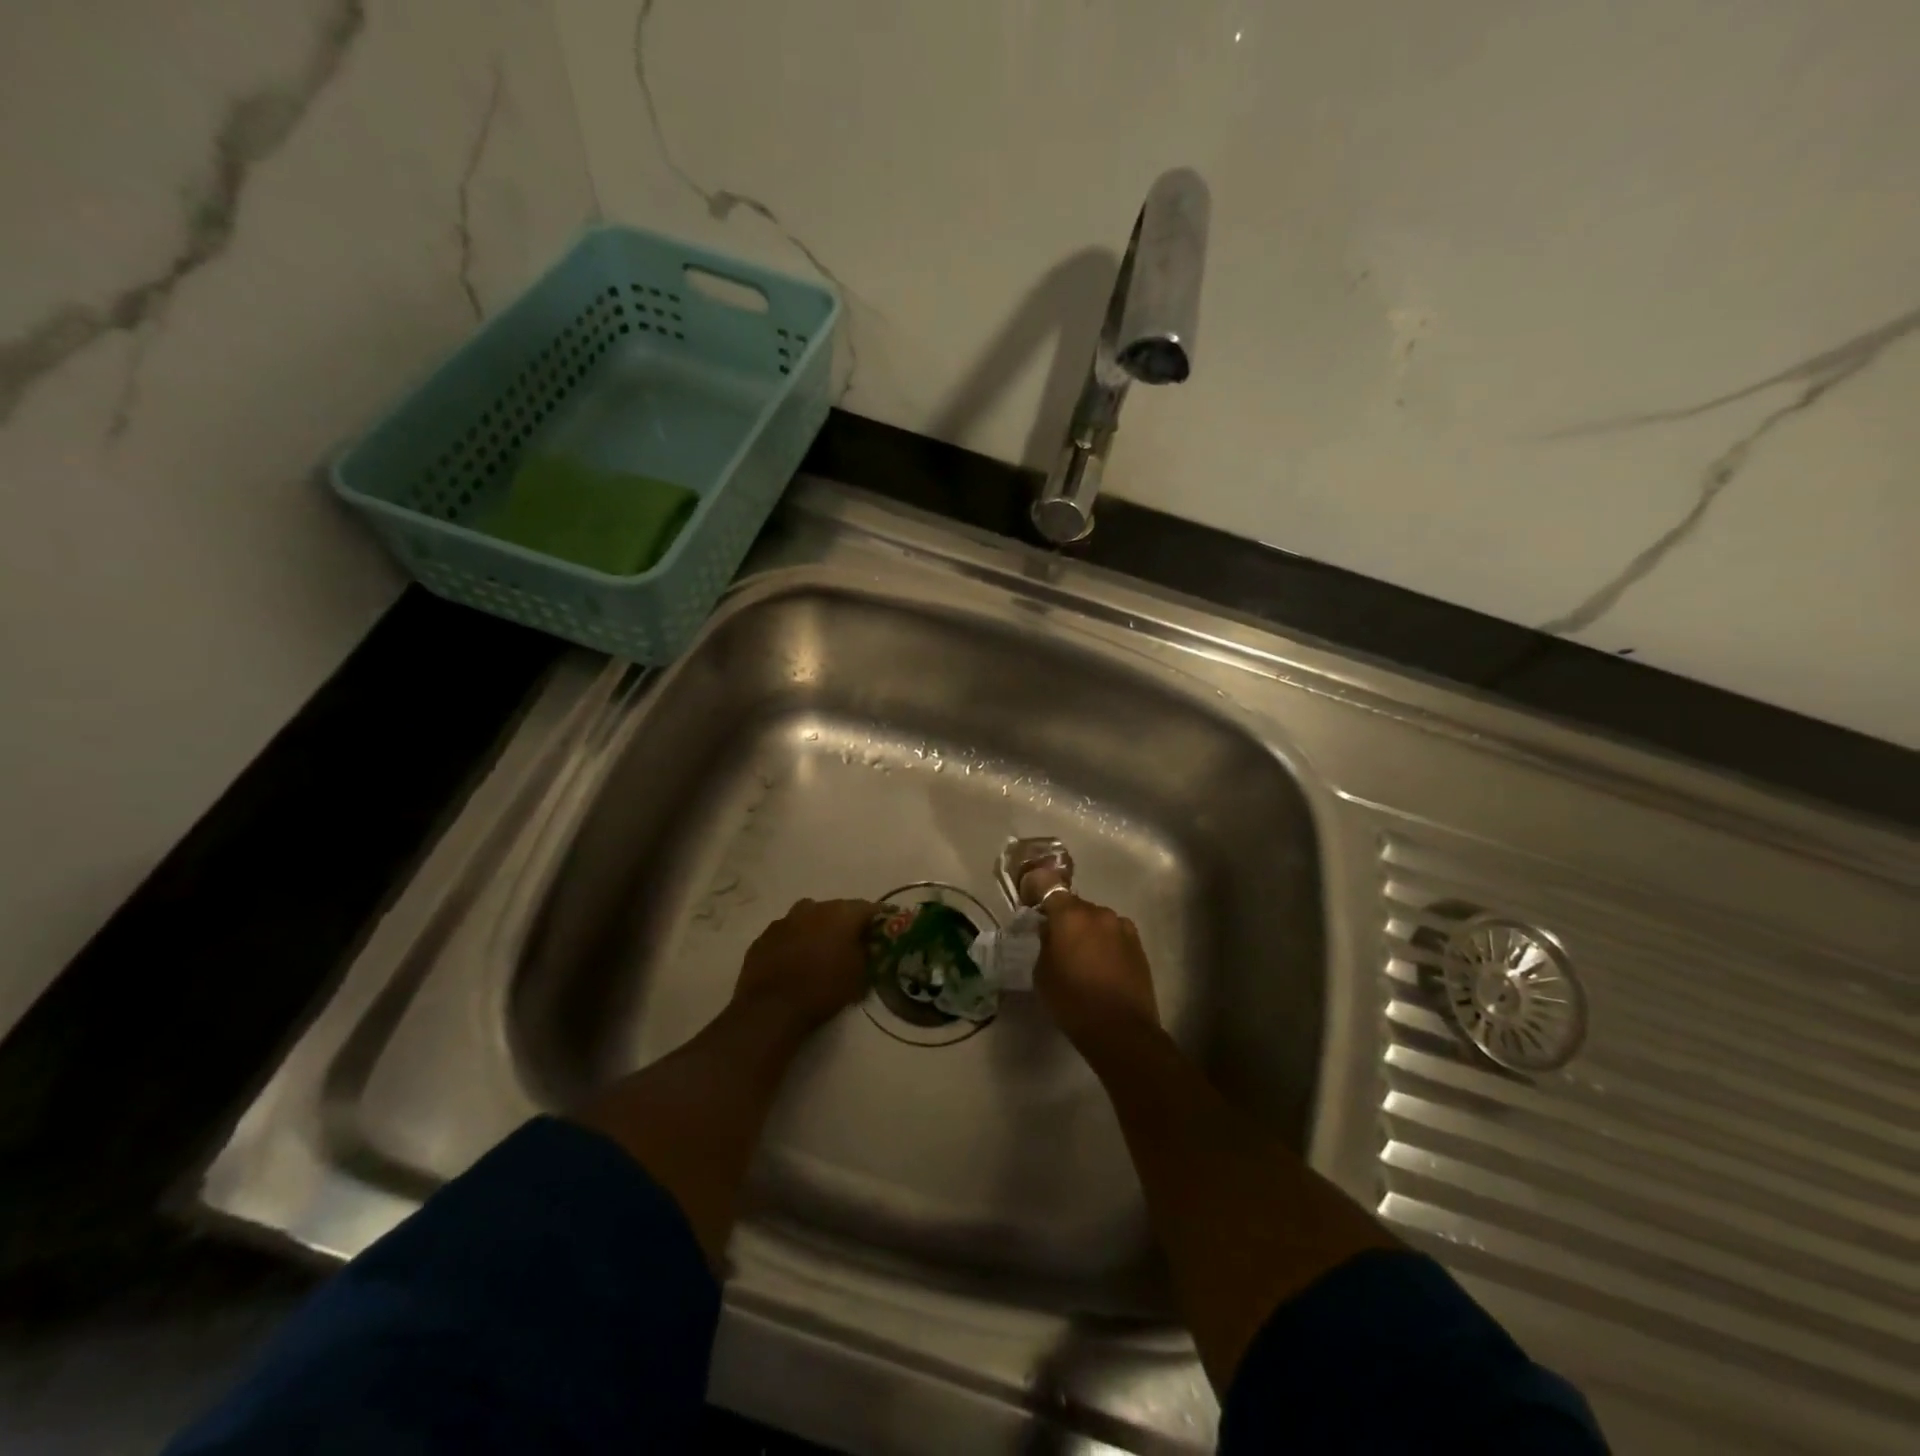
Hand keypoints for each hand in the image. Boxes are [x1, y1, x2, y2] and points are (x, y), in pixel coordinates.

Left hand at [732, 898, 876, 1035]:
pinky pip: (787, 932)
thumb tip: (870, 946)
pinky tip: (795, 959)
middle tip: (853, 941)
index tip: (885, 927)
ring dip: (818, 928)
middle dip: (847, 923)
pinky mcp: (764, 936)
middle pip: (838, 909)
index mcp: (842, 913)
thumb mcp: (859, 975)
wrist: (771, 1007)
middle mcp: (814, 908)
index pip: (869, 908)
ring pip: (809, 917)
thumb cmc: (823, 988)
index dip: (879, 918)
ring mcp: (786, 919)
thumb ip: (868, 953)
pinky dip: (795, 940)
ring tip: (821, 949)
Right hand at [1034, 894, 1161, 1054]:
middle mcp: (1098, 912)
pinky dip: (1105, 943)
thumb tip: (1051, 932)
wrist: (1121, 1030)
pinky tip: (1102, 966)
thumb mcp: (1042, 973)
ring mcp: (1122, 927)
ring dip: (1087, 931)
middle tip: (1057, 942)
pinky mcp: (1138, 944)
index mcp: (1070, 915)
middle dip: (1064, 918)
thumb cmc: (1072, 1001)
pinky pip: (1114, 934)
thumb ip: (1045, 943)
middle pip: (1074, 905)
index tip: (1032, 905)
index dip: (1037, 890)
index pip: (1048, 885)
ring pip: (1096, 920)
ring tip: (1083, 958)